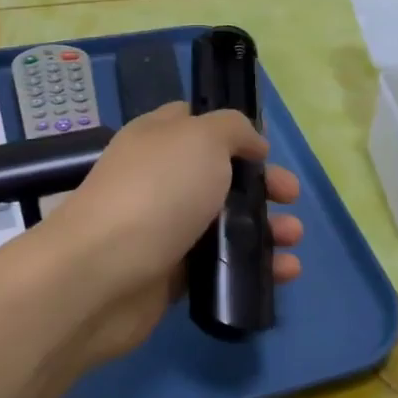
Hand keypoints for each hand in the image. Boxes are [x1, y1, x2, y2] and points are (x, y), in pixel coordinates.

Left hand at [33, 103, 303, 368]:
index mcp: (159, 138)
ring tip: (294, 239)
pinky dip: (253, 267)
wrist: (103, 274)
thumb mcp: (202, 138)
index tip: (265, 151)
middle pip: (220, 176)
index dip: (233, 133)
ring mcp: (164, 228)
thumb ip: (233, 129)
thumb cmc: (157, 192)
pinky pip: (219, 265)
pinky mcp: (171, 274)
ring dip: (266, 228)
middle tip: (290, 197)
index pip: (196, 123)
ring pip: (224, 223)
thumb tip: (251, 145)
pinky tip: (285, 273)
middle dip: (261, 185)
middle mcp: (160, 179)